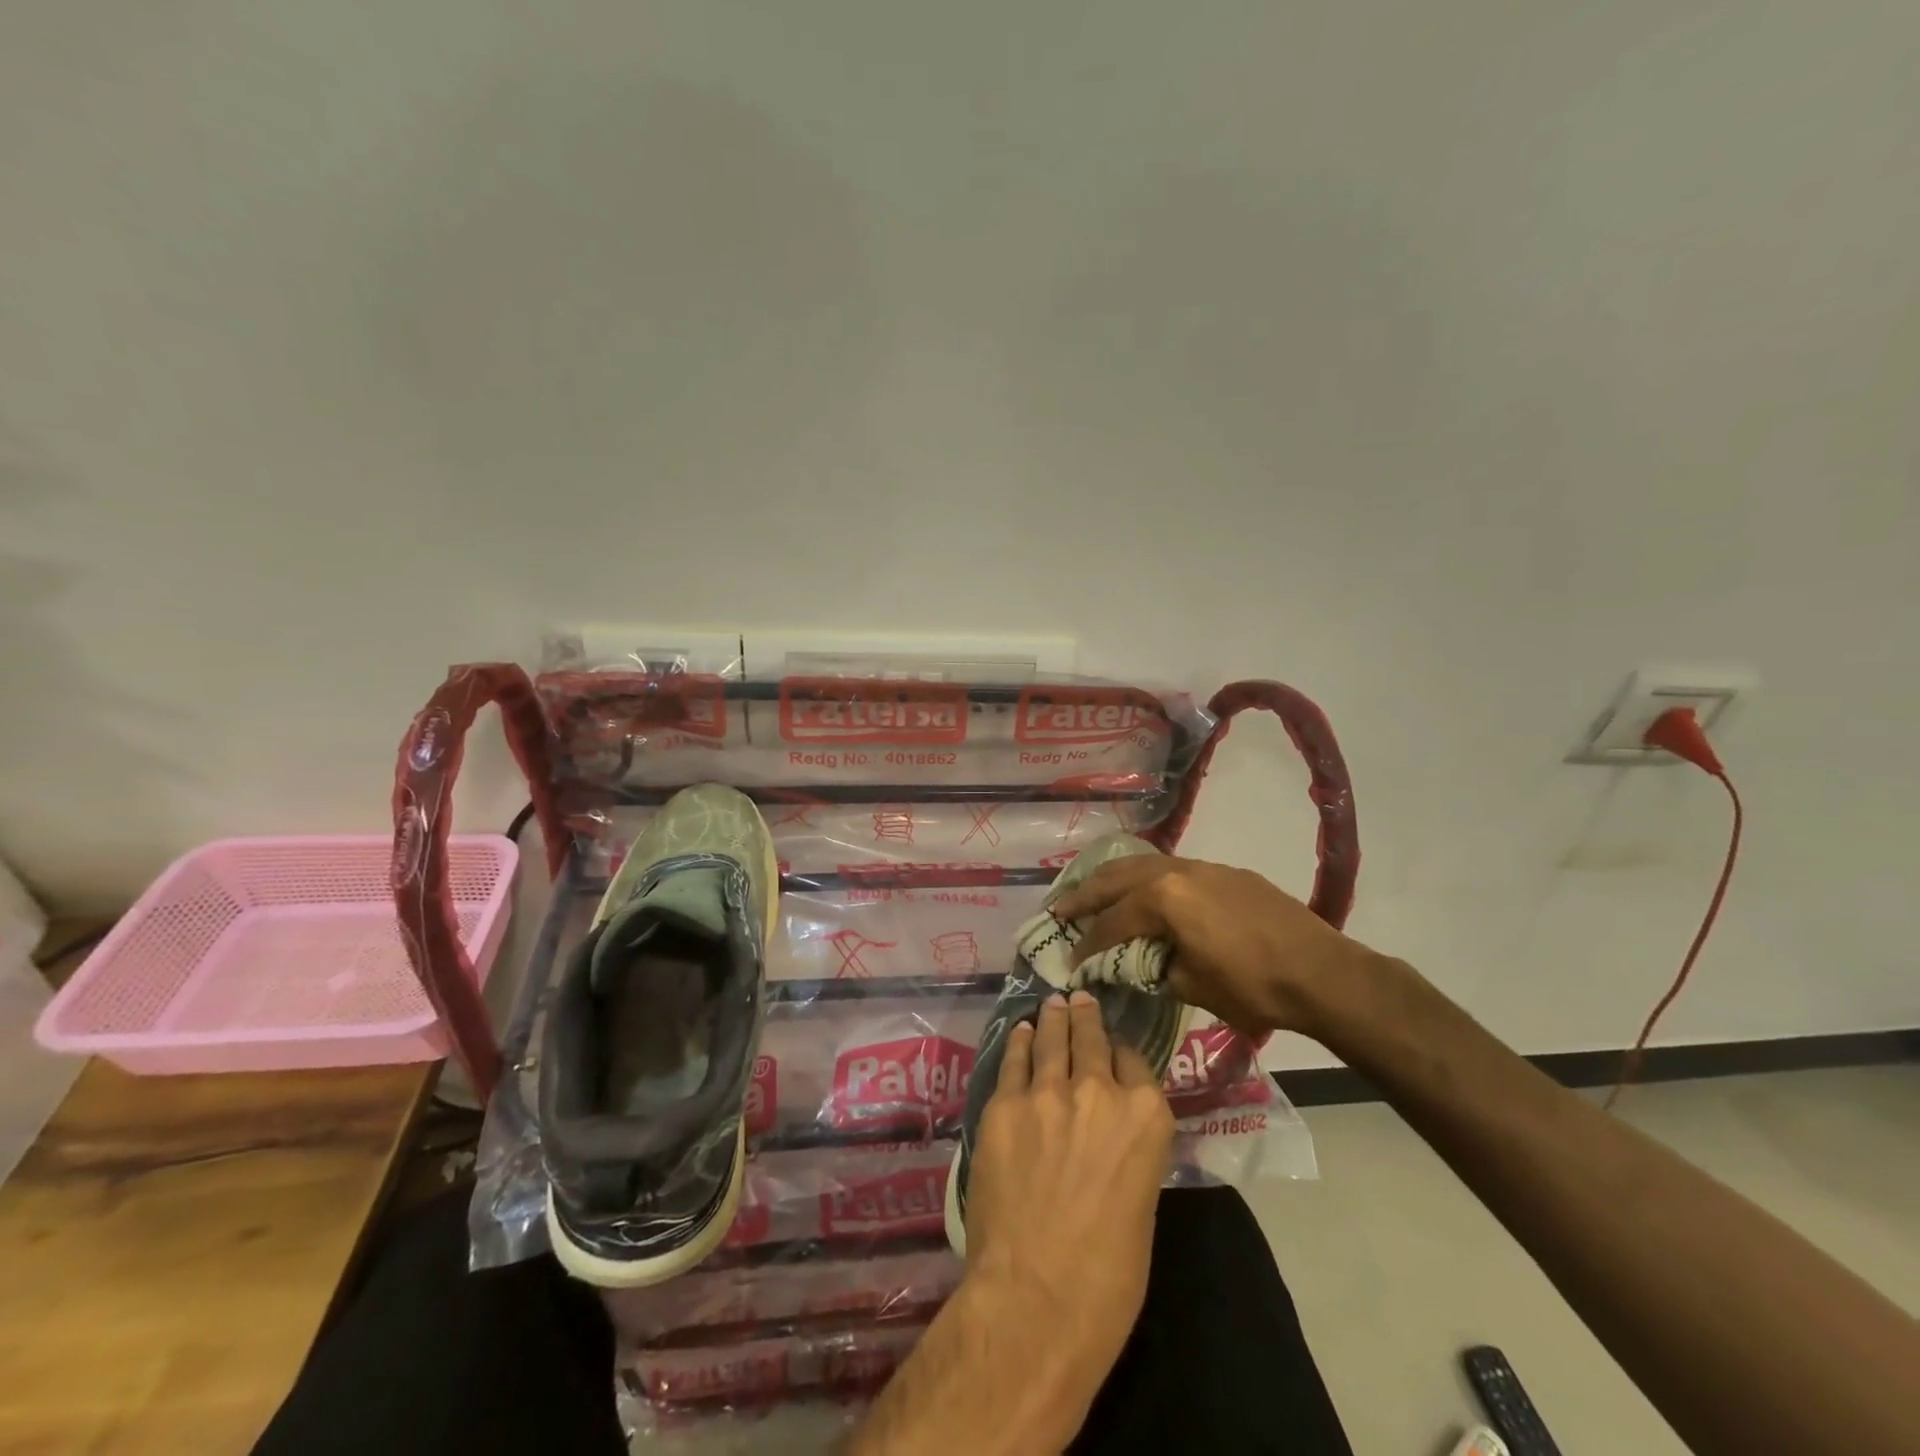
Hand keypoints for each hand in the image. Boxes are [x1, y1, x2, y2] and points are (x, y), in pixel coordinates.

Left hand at [964, 989, 1174, 1391]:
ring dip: (1052, 1019)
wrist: (1036, 1297)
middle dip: (1085, 1017)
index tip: (1112, 1050)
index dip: (1121, 1054)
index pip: (1133, 1062)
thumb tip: (1110, 1137)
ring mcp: (1046, 1092)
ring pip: (1050, 1040)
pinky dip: (1018, 1043)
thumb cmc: (1108, 1276)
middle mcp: (1099, 1090)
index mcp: (1146, 1116)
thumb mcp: (1141, 1204)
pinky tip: (1019, 1032)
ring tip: (1053, 1002)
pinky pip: (1013, 1061)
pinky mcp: (1004, 1104)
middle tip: (1078, 998)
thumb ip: (1128, 1152)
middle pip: (1091, 1039)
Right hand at [1049, 854, 1376, 1039]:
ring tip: (1093, 891)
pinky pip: (1172, 868)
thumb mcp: (1193, 986)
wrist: (1322, 972)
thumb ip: (1155, 969)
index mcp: (1163, 899)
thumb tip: (1139, 963)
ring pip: (1144, 864)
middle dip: (1085, 894)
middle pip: (1117, 878)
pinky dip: (1147, 878)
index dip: (1087, 944)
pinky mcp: (1225, 872)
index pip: (1112, 921)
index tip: (1069, 960)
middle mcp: (1176, 872)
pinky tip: (1145, 891)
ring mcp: (1203, 867)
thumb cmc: (1253, 986)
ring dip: (1114, 879)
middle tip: (1060, 908)